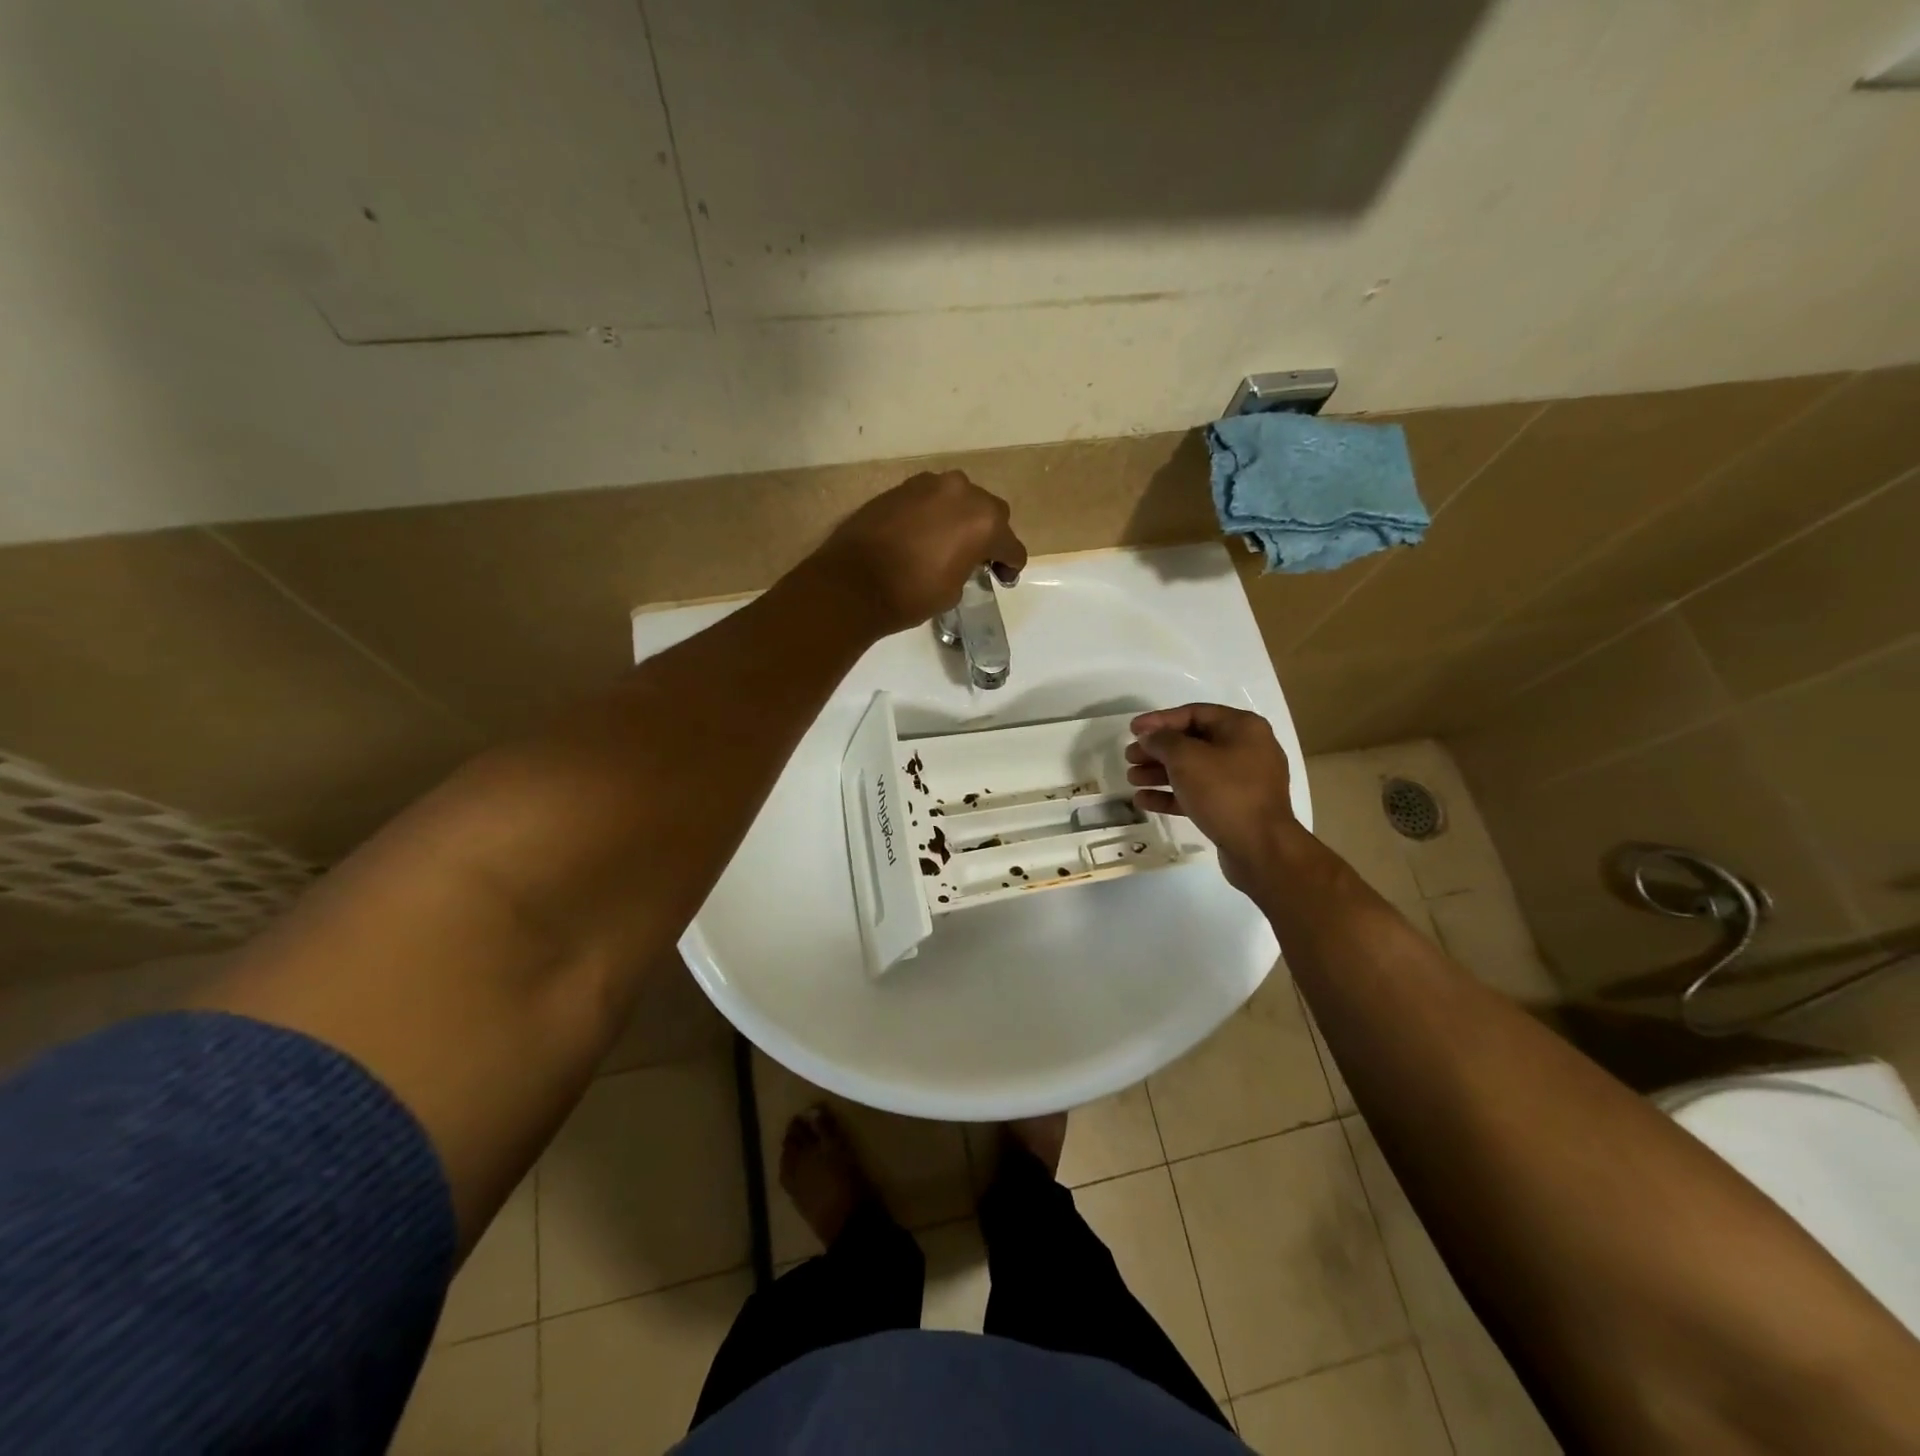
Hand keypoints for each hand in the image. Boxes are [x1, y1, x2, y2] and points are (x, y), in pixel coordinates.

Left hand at [814, 470, 1027, 635]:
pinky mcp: (902, 487)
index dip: (1010, 564)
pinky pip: (930, 499)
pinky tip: (924, 534)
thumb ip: (968, 566)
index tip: (1003, 576)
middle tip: (979, 558)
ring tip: (948, 543)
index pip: (1010, 544)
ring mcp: (929, 484)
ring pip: (959, 499)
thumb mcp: (953, 589)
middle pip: (989, 512)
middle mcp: (962, 492)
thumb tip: (962, 559)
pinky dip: (934, 514)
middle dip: (989, 533)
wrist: (852, 583)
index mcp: (984, 521)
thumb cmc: (911, 594)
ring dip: (960, 518)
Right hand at [1126, 703, 1296, 890]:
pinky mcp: (1235, 808)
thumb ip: (1162, 741)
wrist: (1261, 848)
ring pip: (1194, 770)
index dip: (1159, 720)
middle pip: (1192, 742)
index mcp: (1242, 727)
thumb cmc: (1224, 792)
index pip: (1194, 713)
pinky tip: (1144, 801)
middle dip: (1157, 750)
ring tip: (1132, 779)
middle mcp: (1246, 749)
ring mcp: (1243, 781)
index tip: (1132, 730)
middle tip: (1129, 757)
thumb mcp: (1186, 758)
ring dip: (1160, 773)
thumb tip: (1150, 737)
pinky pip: (1199, 793)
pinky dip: (1173, 794)